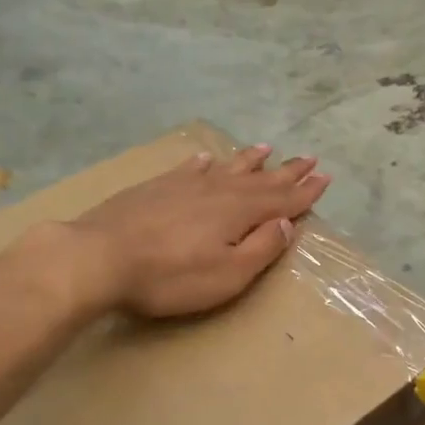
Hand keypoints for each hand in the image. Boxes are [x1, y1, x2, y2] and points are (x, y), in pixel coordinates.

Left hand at [72, 144, 330, 317]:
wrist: (99, 257)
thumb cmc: (170, 276)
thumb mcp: (228, 274)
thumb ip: (261, 248)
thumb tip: (285, 223)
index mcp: (239, 213)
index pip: (282, 200)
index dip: (305, 192)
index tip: (325, 178)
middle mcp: (218, 191)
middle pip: (260, 179)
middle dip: (287, 171)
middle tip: (309, 158)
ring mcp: (184, 186)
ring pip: (226, 168)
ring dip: (249, 160)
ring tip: (267, 148)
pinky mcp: (155, 188)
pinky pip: (188, 169)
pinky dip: (202, 164)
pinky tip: (206, 159)